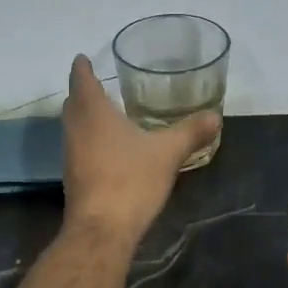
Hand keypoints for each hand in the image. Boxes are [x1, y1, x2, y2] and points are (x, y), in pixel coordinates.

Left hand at [61, 54, 218, 243]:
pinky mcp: (75, 179)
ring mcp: (71, 156)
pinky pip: (80, 148)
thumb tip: (215, 115)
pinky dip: (91, 140)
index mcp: (94, 114)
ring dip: (86, 118)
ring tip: (106, 114)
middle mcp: (76, 130)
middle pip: (74, 104)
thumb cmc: (131, 180)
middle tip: (99, 85)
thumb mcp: (168, 153)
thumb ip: (190, 132)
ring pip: (75, 127)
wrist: (102, 229)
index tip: (83, 58)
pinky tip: (110, 149)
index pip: (81, 80)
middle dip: (84, 92)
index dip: (82, 68)